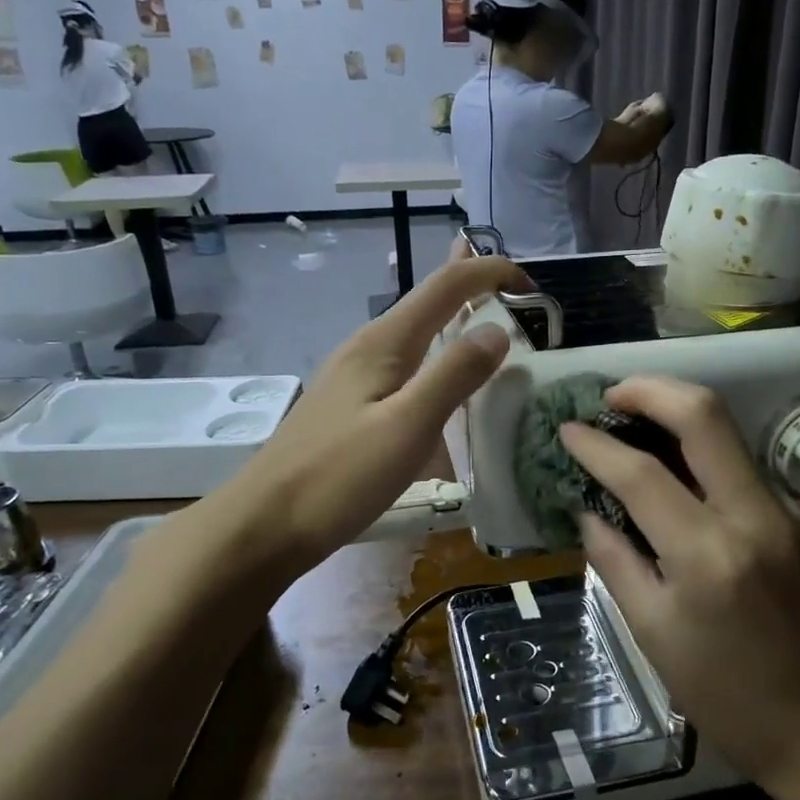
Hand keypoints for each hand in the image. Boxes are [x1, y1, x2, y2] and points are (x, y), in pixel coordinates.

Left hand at [227, 253, 528, 570]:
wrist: (265, 525)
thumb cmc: (338, 477)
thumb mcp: (407, 426)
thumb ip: (454, 376)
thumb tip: (498, 330)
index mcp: (384, 342)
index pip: (446, 286)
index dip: (491, 274)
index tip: (534, 290)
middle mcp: (368, 348)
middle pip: (427, 302)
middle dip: (471, 288)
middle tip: (516, 294)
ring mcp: (355, 377)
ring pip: (415, 336)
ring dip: (453, 322)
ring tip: (487, 327)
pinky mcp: (351, 407)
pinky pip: (404, 367)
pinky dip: (435, 359)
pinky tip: (440, 385)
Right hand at [559, 377, 799, 791]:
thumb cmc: (729, 696)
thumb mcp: (654, 635)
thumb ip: (616, 562)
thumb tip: (588, 512)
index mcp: (707, 554)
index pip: (641, 473)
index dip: (596, 445)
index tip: (566, 429)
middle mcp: (751, 515)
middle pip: (703, 414)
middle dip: (649, 389)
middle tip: (609, 395)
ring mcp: (782, 510)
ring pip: (726, 430)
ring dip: (675, 411)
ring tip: (630, 420)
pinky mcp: (795, 517)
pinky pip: (738, 463)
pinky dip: (698, 448)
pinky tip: (671, 466)